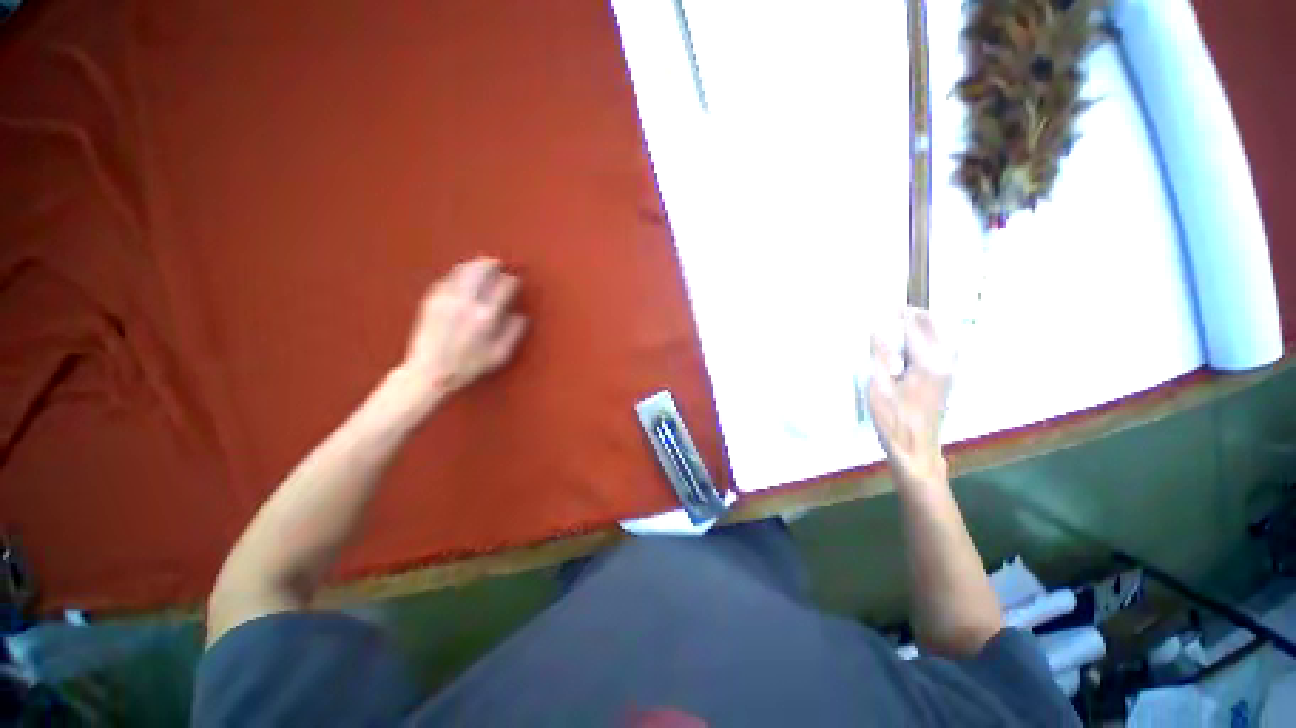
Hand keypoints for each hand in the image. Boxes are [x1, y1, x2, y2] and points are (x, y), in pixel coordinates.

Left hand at [397, 257, 527, 410]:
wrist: (429, 372)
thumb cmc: (468, 366)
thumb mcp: (499, 355)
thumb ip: (514, 333)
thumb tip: (522, 316)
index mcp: (486, 316)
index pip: (503, 287)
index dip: (512, 281)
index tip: (515, 280)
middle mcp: (466, 303)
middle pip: (481, 271)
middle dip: (491, 264)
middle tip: (498, 263)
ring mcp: (446, 299)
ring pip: (462, 271)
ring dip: (474, 265)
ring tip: (482, 264)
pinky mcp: (431, 301)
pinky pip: (447, 279)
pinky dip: (457, 274)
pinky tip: (462, 276)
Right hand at [867, 308, 952, 486]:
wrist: (914, 447)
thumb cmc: (892, 418)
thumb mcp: (878, 385)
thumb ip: (880, 354)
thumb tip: (876, 327)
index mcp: (927, 362)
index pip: (915, 326)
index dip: (898, 315)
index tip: (883, 308)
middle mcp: (944, 361)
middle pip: (936, 326)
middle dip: (916, 314)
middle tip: (893, 312)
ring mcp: (948, 370)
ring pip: (943, 335)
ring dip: (925, 324)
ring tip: (903, 322)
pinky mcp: (946, 378)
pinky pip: (942, 347)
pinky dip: (930, 337)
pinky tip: (914, 342)